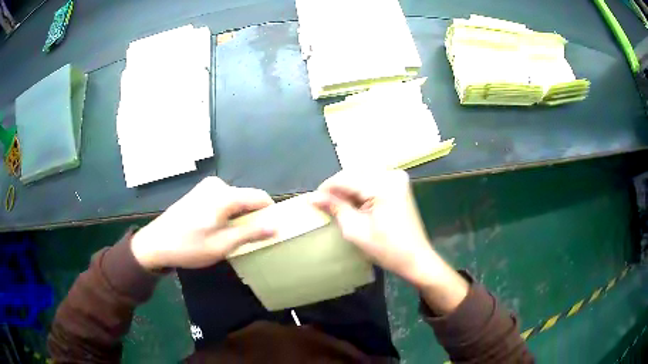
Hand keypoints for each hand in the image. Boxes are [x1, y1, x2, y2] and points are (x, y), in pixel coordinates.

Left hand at [131, 177, 275, 269]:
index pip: (259, 197)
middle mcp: (217, 185)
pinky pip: (223, 200)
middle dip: (251, 217)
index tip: (270, 231)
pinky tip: (215, 229)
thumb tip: (276, 226)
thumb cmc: (189, 246)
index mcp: (224, 195)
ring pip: (235, 200)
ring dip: (238, 217)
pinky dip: (227, 213)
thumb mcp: (222, 245)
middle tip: (245, 240)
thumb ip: (250, 233)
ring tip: (228, 237)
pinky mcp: (199, 192)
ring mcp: (206, 187)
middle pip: (246, 198)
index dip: (269, 213)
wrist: (156, 243)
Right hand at [312, 170, 467, 312]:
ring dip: (348, 189)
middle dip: (337, 189)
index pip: (346, 178)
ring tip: (338, 207)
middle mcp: (392, 175)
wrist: (416, 258)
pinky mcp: (399, 183)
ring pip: (361, 176)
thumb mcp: (356, 231)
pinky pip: (372, 180)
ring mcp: (397, 178)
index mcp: (383, 186)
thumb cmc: (387, 250)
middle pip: (354, 174)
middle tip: (325, 205)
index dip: (326, 188)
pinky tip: (355, 204)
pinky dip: (360, 190)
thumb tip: (313, 197)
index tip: (313, 200)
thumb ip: (335, 208)